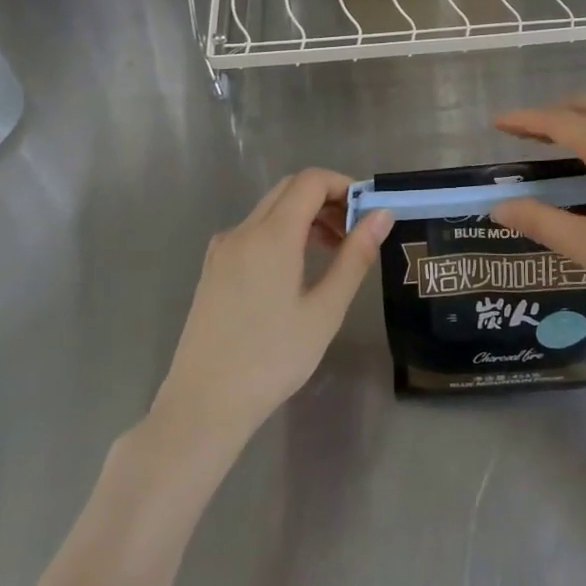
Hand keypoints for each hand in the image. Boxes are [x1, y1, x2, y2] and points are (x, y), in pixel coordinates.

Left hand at [153, 170, 393, 442]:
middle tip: (355, 231)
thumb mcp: (325, 310)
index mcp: (271, 235)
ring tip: (333, 250)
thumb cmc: (272, 359)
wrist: (203, 404)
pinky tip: (297, 268)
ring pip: (270, 209)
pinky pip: (253, 230)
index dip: (344, 185)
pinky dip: (282, 232)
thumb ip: (355, 256)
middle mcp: (243, 230)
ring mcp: (223, 248)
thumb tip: (382, 215)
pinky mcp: (213, 268)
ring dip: (305, 215)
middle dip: (327, 198)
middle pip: (289, 189)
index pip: (311, 181)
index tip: (368, 211)